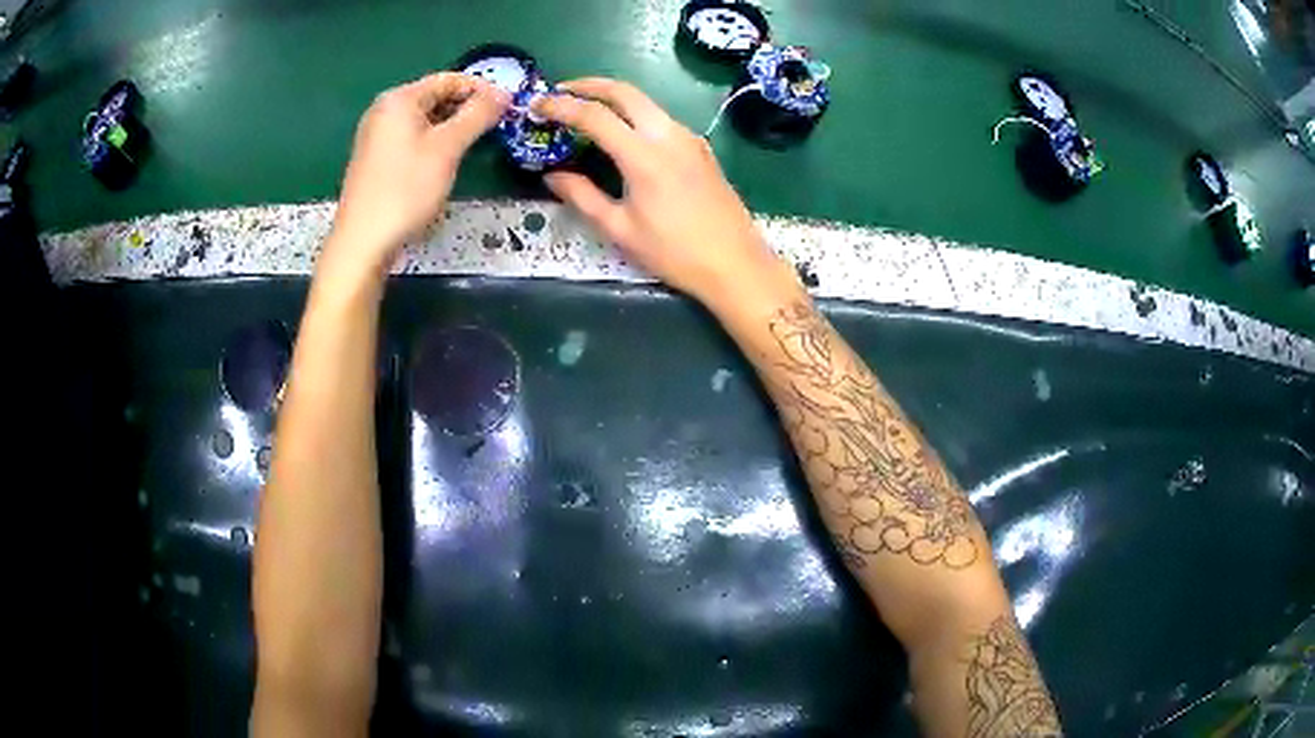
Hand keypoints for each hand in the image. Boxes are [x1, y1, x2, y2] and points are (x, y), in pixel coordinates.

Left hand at [327, 72, 509, 276]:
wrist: (363, 241)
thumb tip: (503, 93)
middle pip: (435, 97)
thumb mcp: (448, 148)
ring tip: (475, 144)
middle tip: (495, 126)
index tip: (508, 106)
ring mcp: (376, 135)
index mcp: (399, 99)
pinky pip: (411, 138)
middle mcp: (384, 110)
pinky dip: (433, 141)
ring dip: (452, 126)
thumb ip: (478, 115)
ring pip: (424, 119)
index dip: (481, 88)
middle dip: (466, 107)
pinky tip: (445, 160)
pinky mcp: (375, 159)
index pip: (448, 79)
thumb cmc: (405, 189)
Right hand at [534, 78, 794, 305]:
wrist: (736, 264)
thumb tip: (552, 175)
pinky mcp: (701, 148)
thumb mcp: (620, 229)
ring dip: (614, 98)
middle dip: (589, 85)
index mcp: (643, 155)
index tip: (538, 104)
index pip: (594, 115)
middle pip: (625, 91)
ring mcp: (689, 138)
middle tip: (561, 91)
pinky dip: (635, 115)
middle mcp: (668, 135)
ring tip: (586, 111)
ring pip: (646, 103)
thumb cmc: (674, 252)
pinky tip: (623, 134)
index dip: (561, 106)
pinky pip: (661, 119)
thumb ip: (582, 196)